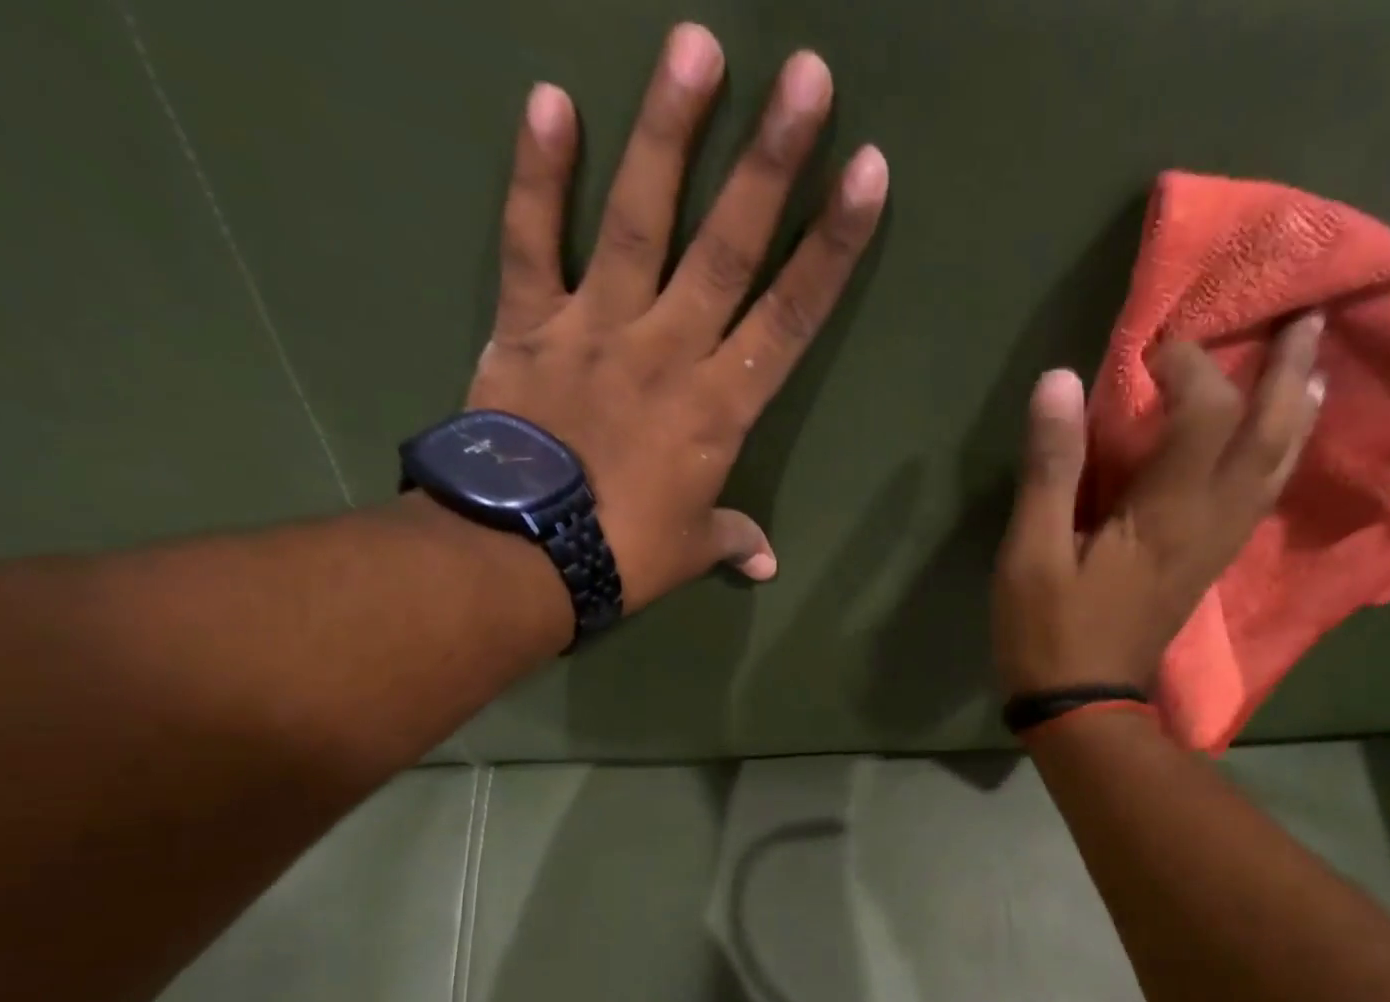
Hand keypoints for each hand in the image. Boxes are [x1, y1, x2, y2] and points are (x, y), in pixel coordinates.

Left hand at [465, 25, 888, 611]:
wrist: (523, 554)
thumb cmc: (624, 554)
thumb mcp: (692, 551)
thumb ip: (733, 540)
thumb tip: (768, 562)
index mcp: (719, 408)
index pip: (790, 318)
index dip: (831, 247)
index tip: (867, 173)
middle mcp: (667, 350)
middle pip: (728, 248)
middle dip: (771, 162)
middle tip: (805, 73)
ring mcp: (595, 327)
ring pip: (638, 221)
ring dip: (668, 133)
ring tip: (696, 46)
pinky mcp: (528, 324)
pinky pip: (531, 241)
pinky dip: (538, 176)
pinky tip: (551, 100)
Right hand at [991, 316, 1325, 695]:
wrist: (1083, 709)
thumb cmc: (1050, 633)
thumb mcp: (1031, 554)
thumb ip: (1051, 469)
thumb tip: (1060, 382)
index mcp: (1167, 514)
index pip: (1204, 414)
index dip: (1188, 367)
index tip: (1155, 347)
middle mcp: (1210, 523)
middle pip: (1269, 437)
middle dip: (1288, 374)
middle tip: (1307, 319)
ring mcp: (1216, 549)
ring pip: (1276, 471)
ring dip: (1298, 414)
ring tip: (1313, 370)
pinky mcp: (1206, 567)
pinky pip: (1258, 500)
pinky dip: (1276, 459)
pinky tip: (1274, 446)